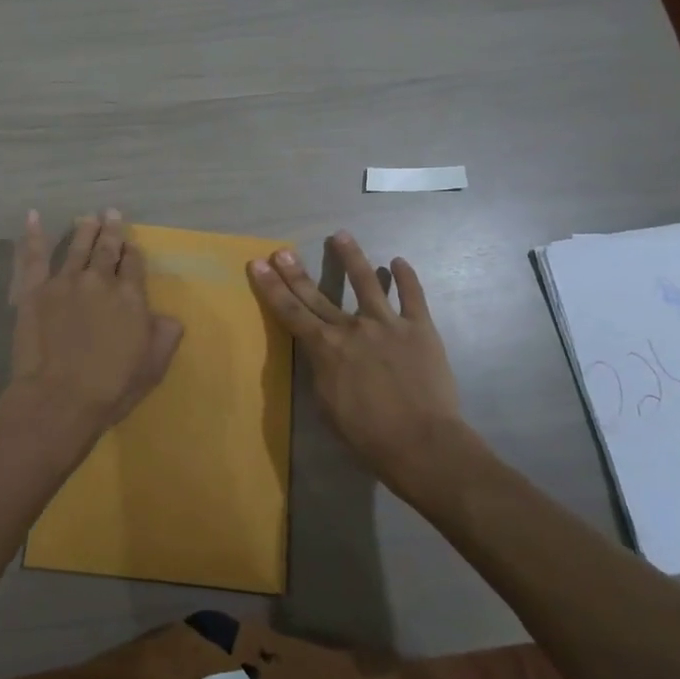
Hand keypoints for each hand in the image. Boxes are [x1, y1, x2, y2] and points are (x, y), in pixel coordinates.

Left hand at [7, 209, 184, 439]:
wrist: (59, 399)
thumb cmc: (111, 388)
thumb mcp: (153, 366)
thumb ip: (165, 335)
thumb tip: (168, 316)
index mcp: (130, 296)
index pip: (134, 264)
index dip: (133, 252)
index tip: (132, 245)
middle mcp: (99, 281)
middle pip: (107, 249)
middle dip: (111, 230)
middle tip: (111, 212)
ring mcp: (65, 282)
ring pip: (76, 247)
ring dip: (84, 229)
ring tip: (87, 217)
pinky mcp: (34, 290)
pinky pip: (34, 256)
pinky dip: (34, 235)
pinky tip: (33, 217)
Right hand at [248, 230, 483, 493]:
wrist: (421, 443)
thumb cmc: (367, 435)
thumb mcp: (327, 405)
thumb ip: (321, 371)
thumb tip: (321, 352)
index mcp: (325, 348)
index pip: (290, 312)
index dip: (271, 287)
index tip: (258, 264)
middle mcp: (351, 328)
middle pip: (318, 294)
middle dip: (296, 271)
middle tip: (282, 250)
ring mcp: (387, 324)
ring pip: (366, 282)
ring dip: (352, 257)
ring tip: (341, 235)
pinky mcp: (420, 328)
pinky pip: (413, 296)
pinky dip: (405, 277)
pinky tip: (398, 261)